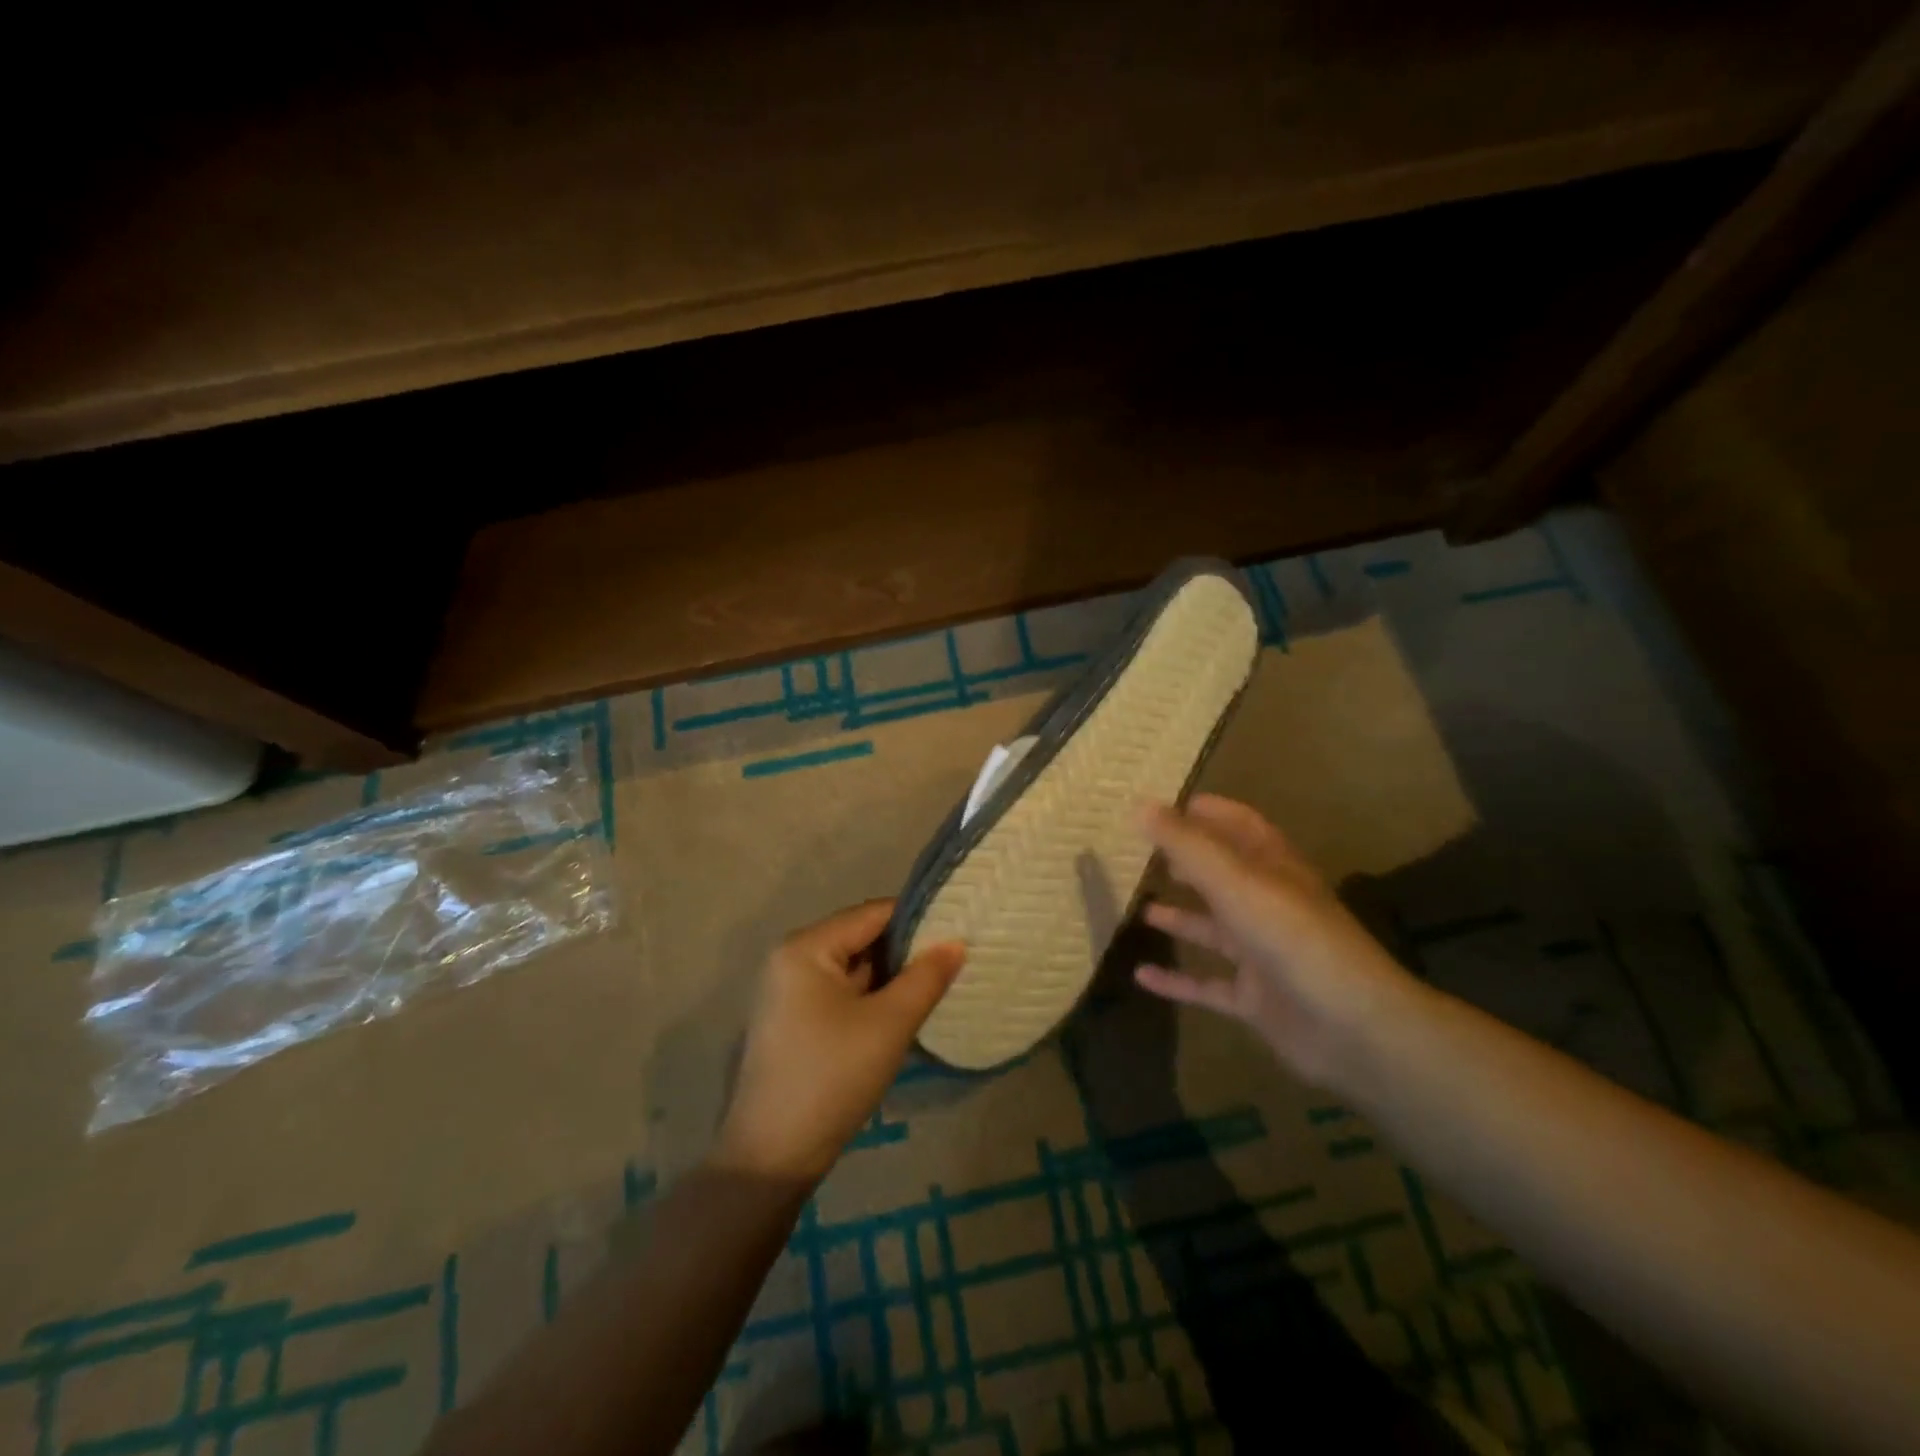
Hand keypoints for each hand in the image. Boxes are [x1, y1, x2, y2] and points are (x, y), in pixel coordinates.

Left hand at [713, 901, 965, 1184]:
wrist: (772, 1157)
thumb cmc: (832, 1077)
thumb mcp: (889, 1024)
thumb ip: (926, 977)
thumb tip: (956, 942)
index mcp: (806, 947)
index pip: (872, 914)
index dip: (916, 919)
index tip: (959, 929)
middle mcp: (791, 959)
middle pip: (861, 938)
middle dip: (906, 950)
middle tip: (954, 959)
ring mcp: (789, 992)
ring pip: (853, 968)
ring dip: (891, 977)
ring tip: (938, 982)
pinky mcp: (794, 1021)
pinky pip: (841, 993)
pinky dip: (872, 998)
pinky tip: (905, 1011)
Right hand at [1135, 795, 1423, 1089]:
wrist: (1352, 1027)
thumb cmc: (1292, 938)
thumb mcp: (1235, 882)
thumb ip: (1186, 845)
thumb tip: (1138, 806)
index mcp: (1273, 868)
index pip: (1240, 825)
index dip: (1208, 811)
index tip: (1164, 805)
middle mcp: (1267, 904)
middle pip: (1222, 874)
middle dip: (1186, 861)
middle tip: (1142, 853)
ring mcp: (1262, 953)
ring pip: (1213, 928)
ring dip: (1179, 917)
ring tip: (1138, 907)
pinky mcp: (1255, 998)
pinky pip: (1207, 983)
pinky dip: (1175, 980)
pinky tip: (1141, 976)